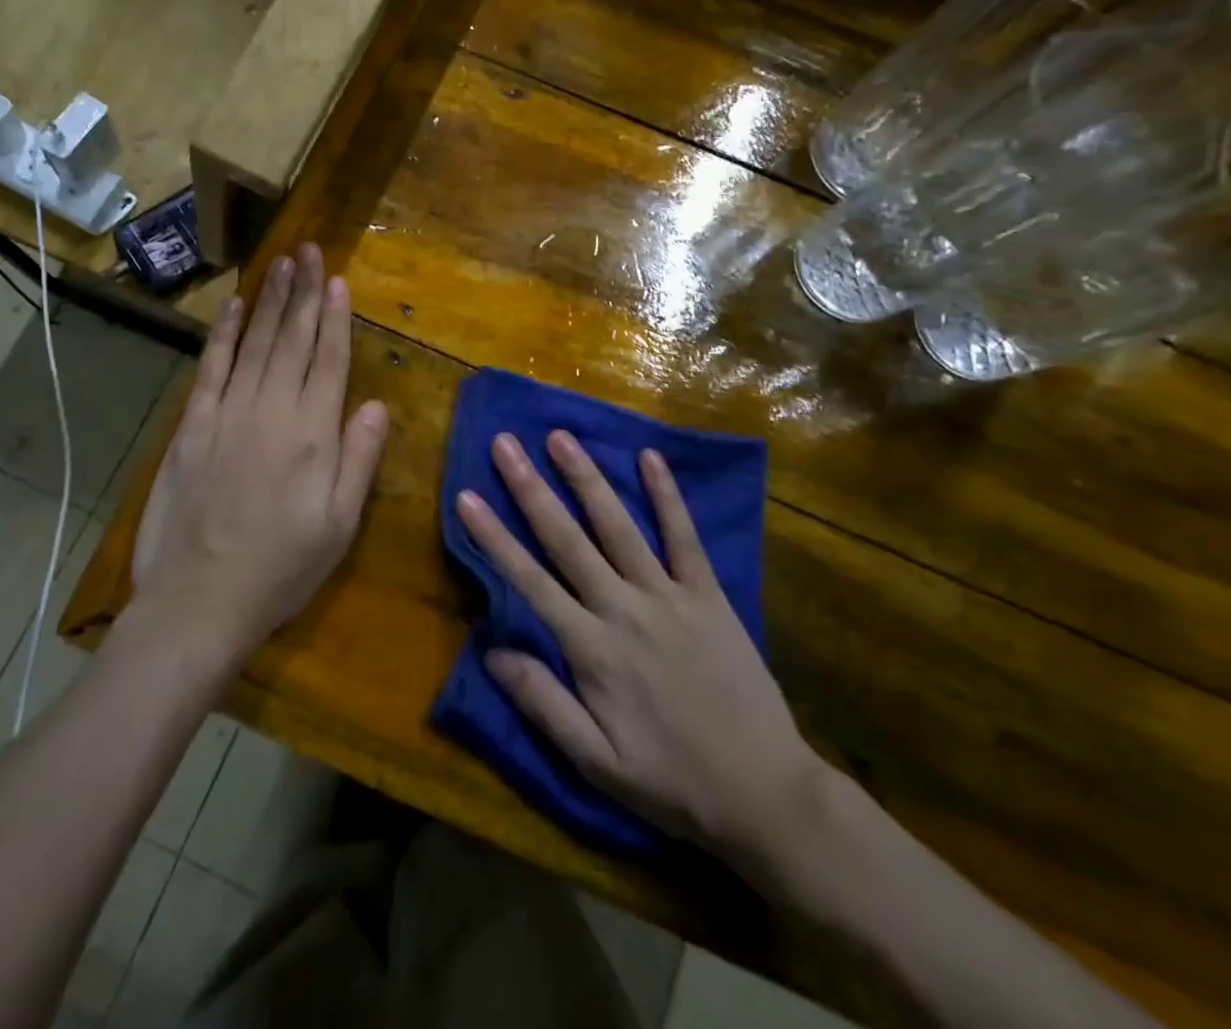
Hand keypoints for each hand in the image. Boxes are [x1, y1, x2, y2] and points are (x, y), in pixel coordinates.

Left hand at [132, 245, 388, 662]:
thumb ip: (358, 459)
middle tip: (311, 251)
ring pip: (256, 343)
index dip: (336, 318)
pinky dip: (225, 334)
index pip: (329, 360)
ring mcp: (228, 413)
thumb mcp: (339, 526)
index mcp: (312, 435)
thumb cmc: (280, 569)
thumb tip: (375, 405)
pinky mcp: (193, 425)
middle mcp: (272, 411)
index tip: (339, 280)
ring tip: (283, 262)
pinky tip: (236, 306)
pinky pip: (212, 367)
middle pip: (293, 340)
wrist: (198, 601)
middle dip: (304, 292)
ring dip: (270, 300)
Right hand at [458, 431, 825, 874]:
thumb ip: (543, 703)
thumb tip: (490, 652)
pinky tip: (650, 458)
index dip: (494, 538)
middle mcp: (624, 609)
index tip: (467, 496)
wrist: (763, 792)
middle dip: (531, 489)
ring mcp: (669, 596)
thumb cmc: (670, 780)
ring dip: (587, 479)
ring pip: (619, 527)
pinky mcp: (708, 594)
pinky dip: (667, 496)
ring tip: (561, 437)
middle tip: (506, 443)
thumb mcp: (595, 763)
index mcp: (591, 649)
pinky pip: (685, 537)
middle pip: (567, 539)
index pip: (529, 581)